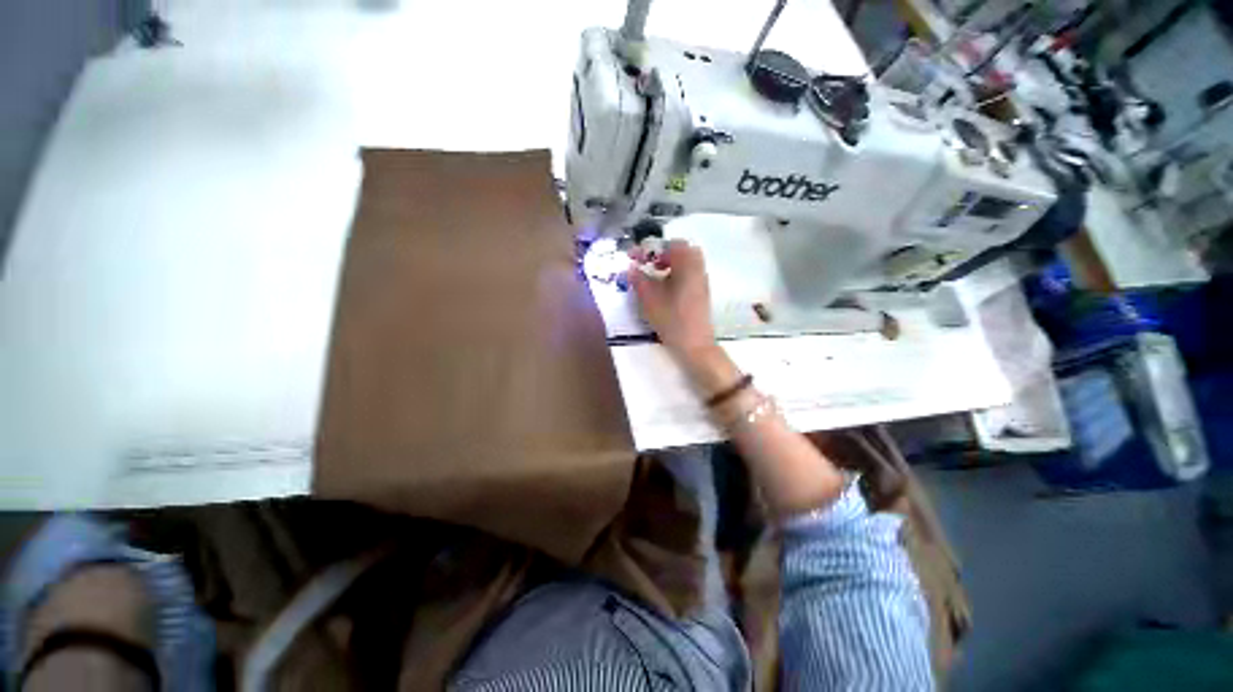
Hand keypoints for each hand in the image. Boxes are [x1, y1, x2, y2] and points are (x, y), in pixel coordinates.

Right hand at [629, 240, 714, 356]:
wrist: (695, 344)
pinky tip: (665, 290)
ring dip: (671, 264)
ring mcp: (702, 282)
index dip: (650, 248)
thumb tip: (631, 267)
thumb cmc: (672, 319)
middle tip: (649, 264)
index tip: (635, 257)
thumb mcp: (649, 299)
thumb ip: (639, 280)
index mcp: (687, 266)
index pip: (670, 244)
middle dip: (663, 253)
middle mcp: (698, 269)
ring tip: (655, 277)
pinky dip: (677, 274)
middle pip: (683, 250)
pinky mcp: (702, 294)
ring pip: (688, 263)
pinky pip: (690, 274)